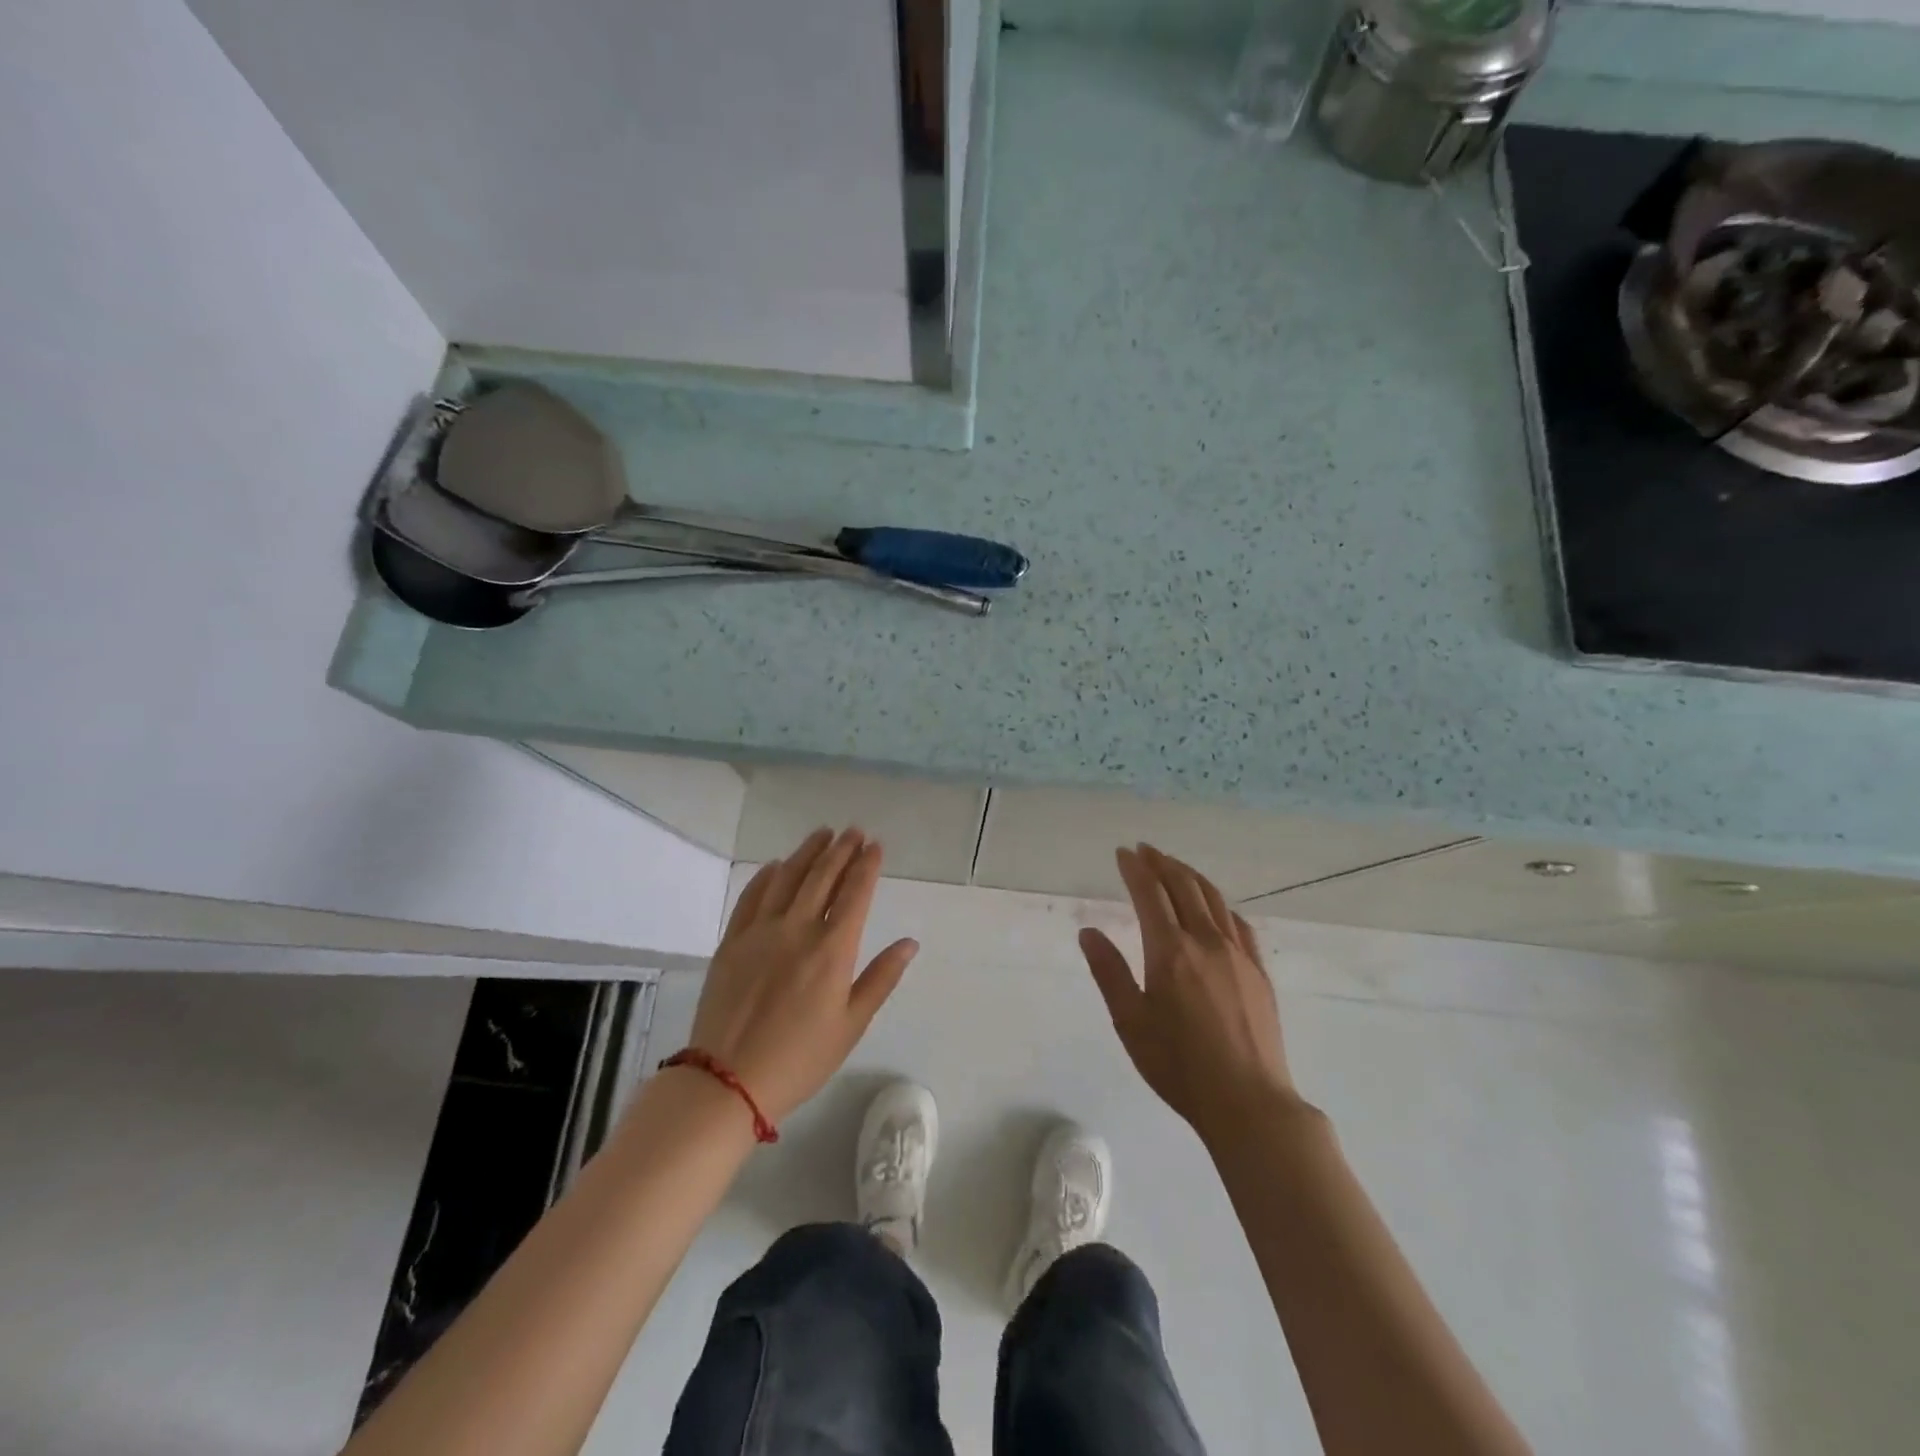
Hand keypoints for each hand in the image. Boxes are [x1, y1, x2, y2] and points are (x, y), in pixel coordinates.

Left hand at [686, 827, 917, 1125]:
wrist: (728, 1081)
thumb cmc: (800, 1058)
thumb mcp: (852, 1025)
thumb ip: (881, 978)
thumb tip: (909, 943)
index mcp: (832, 949)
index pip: (855, 893)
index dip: (866, 865)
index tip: (875, 845)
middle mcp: (798, 929)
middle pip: (822, 877)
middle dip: (841, 850)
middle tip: (853, 831)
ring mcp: (760, 931)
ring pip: (787, 878)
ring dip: (807, 853)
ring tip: (822, 835)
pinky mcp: (732, 941)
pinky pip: (751, 897)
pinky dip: (766, 876)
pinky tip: (776, 866)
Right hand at [1080, 844, 1299, 1145]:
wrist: (1248, 1102)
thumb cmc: (1178, 1066)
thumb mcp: (1130, 1022)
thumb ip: (1109, 972)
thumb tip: (1088, 932)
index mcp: (1170, 951)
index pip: (1150, 893)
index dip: (1135, 869)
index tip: (1123, 853)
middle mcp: (1206, 941)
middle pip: (1184, 886)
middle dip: (1162, 863)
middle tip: (1145, 851)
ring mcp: (1238, 954)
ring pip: (1214, 899)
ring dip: (1190, 876)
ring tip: (1175, 866)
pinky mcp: (1259, 972)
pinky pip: (1239, 923)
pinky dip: (1220, 904)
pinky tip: (1215, 908)